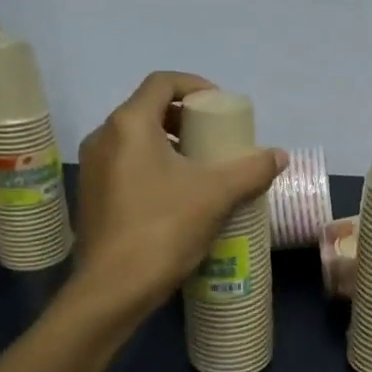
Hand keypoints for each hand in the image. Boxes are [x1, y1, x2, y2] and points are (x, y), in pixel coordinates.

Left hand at [74, 72, 286, 316]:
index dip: (195, 86)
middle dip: (185, 119)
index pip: (162, 82)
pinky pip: (126, 165)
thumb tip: (279, 156)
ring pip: (136, 139)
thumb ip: (251, 170)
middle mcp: (103, 137)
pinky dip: (153, 166)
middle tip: (215, 139)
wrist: (112, 289)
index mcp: (129, 125)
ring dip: (170, 145)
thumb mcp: (216, 195)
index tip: (220, 107)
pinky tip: (178, 196)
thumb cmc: (163, 229)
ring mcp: (93, 168)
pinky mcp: (92, 196)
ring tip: (202, 169)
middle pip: (148, 109)